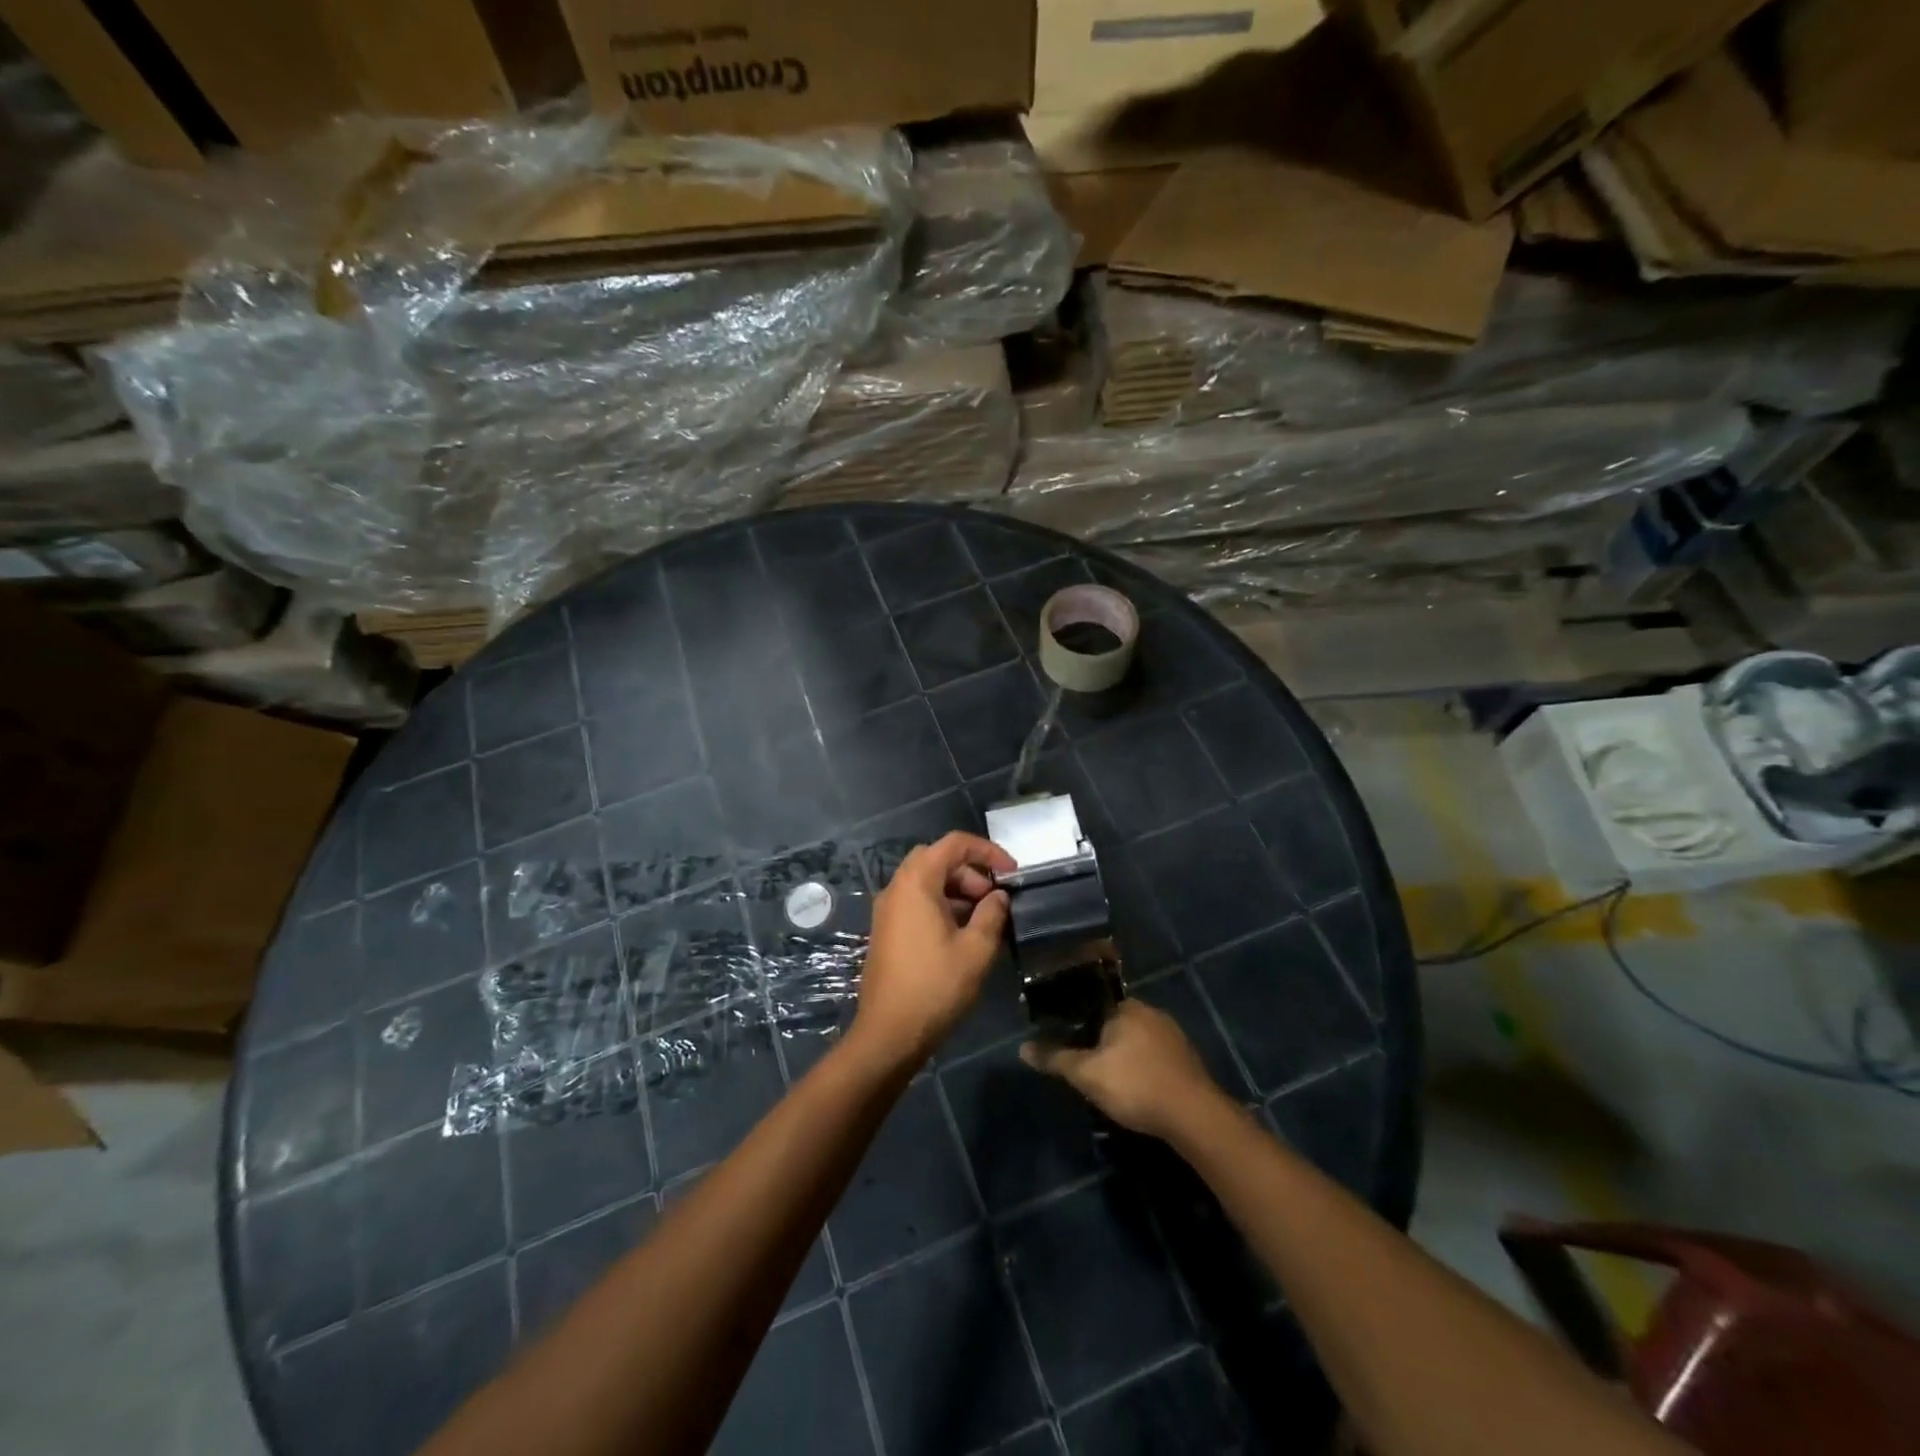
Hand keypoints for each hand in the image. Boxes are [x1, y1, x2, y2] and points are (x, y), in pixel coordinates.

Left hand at [850, 832, 1014, 1069]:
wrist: (889, 1033)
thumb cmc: (935, 986)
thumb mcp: (976, 949)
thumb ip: (992, 914)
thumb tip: (999, 896)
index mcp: (916, 882)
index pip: (954, 844)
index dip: (987, 851)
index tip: (1011, 872)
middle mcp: (896, 888)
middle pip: (937, 859)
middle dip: (970, 871)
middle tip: (993, 898)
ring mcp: (887, 910)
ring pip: (926, 881)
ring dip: (957, 890)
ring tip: (983, 919)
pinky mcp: (886, 930)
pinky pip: (916, 902)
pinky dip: (941, 905)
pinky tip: (961, 934)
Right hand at [1021, 1001, 1222, 1140]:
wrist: (1194, 1116)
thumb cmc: (1135, 1085)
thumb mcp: (1086, 1074)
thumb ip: (1055, 1058)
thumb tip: (1022, 1047)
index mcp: (1126, 1007)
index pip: (1094, 1005)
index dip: (1079, 1023)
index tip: (1070, 1043)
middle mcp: (1151, 1012)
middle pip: (1116, 1022)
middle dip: (1103, 1042)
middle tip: (1088, 1067)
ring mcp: (1173, 1035)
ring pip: (1138, 1040)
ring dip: (1125, 1057)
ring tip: (1111, 1081)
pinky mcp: (1188, 1059)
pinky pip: (1156, 1056)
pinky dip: (1144, 1068)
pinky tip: (1138, 1089)